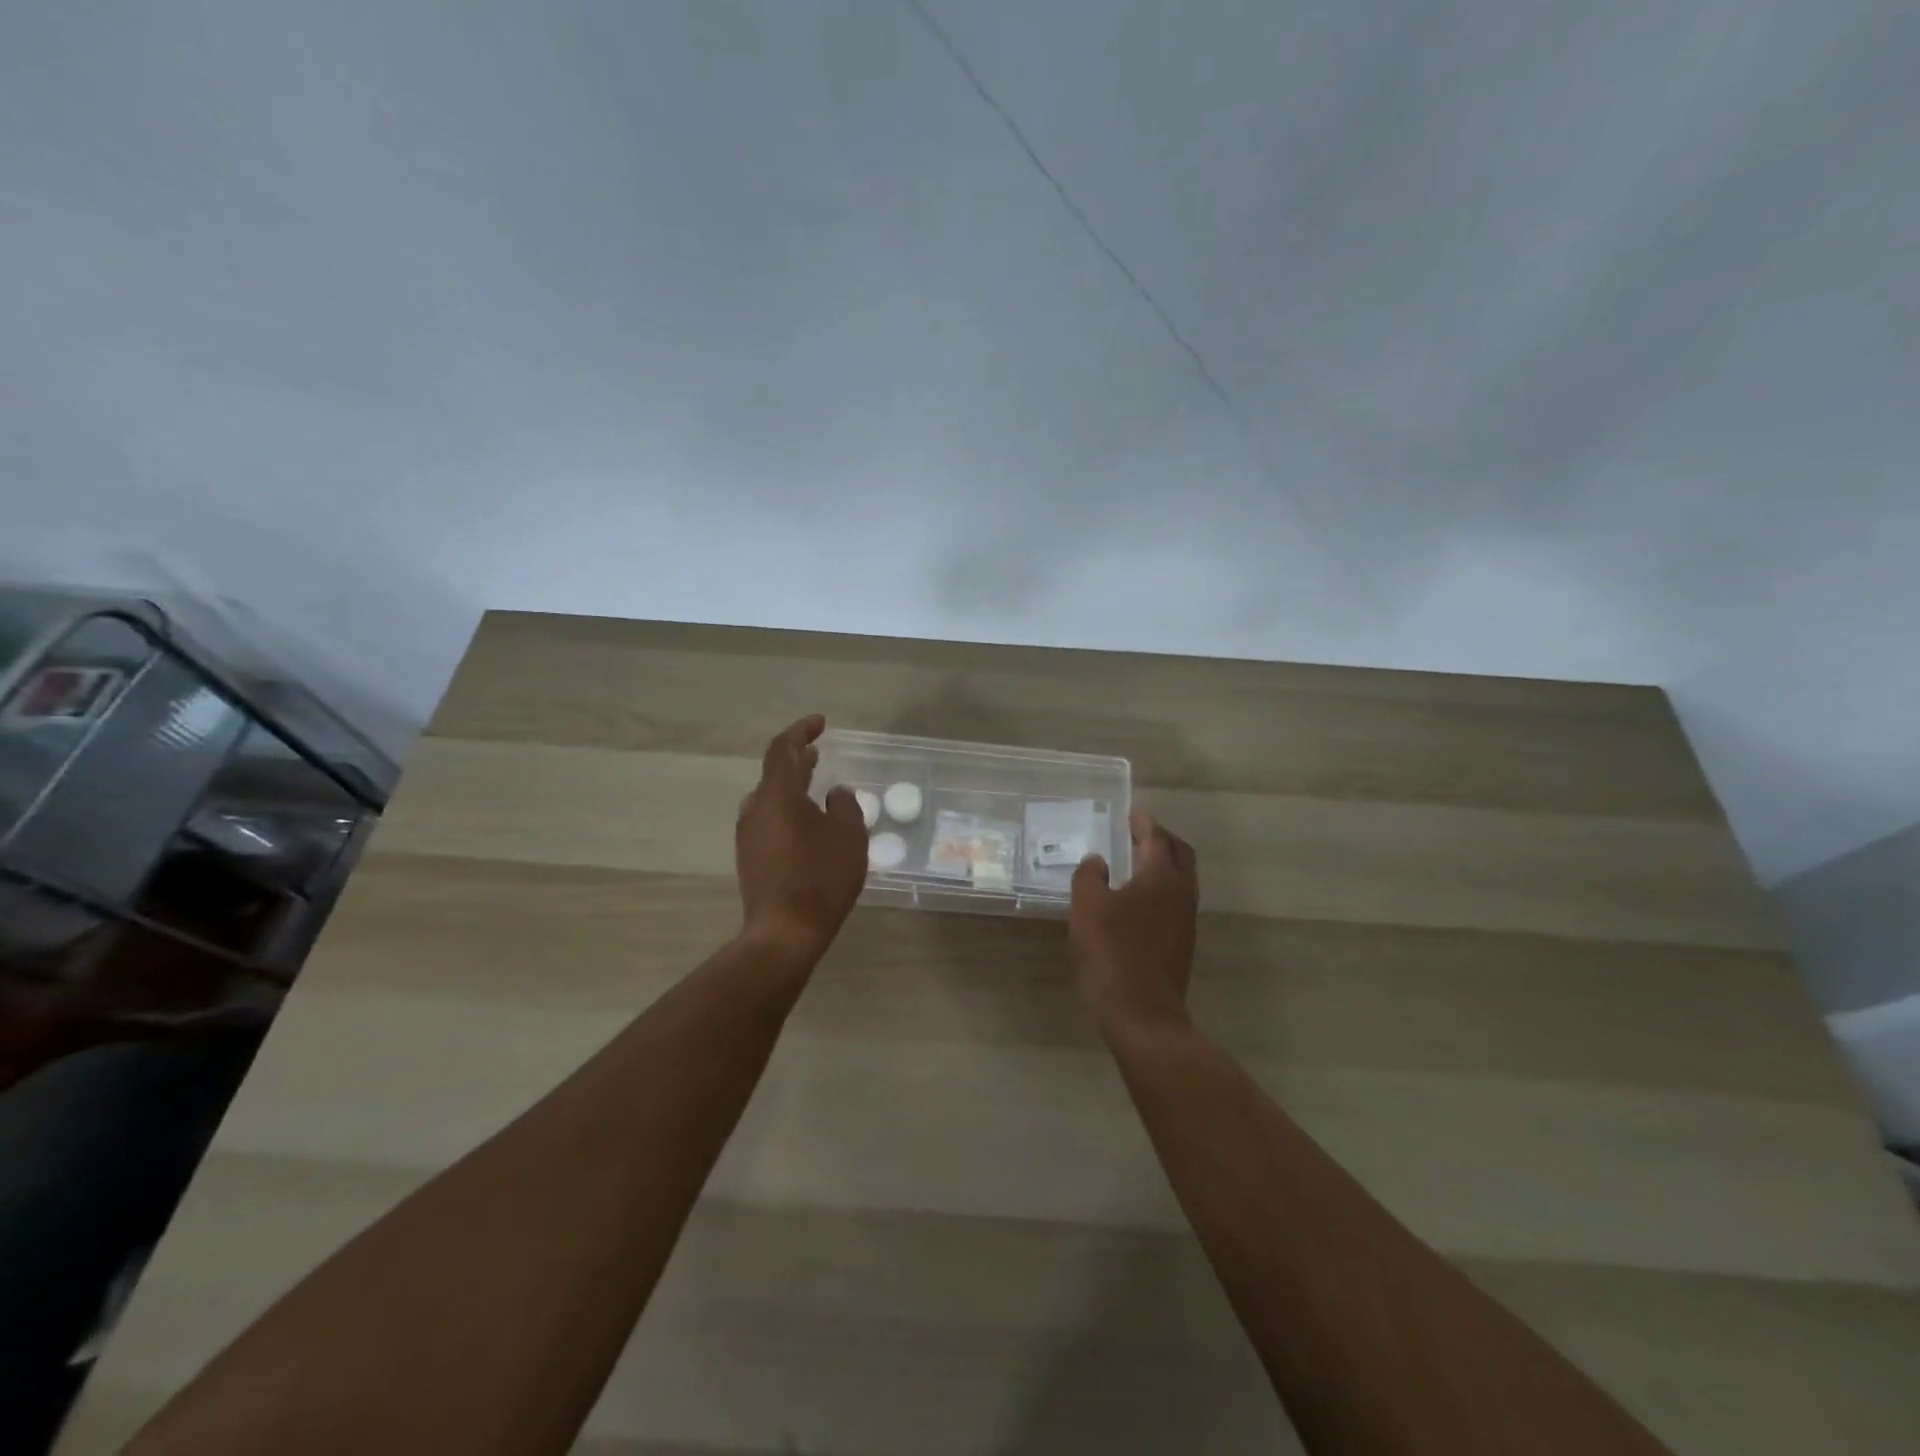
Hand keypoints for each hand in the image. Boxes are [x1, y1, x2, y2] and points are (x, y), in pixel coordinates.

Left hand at [735, 714, 868, 963]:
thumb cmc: (822, 878)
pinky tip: (807, 823)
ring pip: (769, 798)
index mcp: (778, 795)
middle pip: (774, 773)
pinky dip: (787, 809)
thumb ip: (845, 807)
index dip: (801, 731)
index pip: (783, 749)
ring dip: (792, 786)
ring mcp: (749, 835)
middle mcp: (756, 809)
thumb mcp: (849, 837)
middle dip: (797, 759)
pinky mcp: (750, 858)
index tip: (820, 724)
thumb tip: (836, 793)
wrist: (785, 932)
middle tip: (817, 751)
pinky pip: (769, 820)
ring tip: (815, 784)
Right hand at [1070, 813, 1198, 1038]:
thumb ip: (1089, 876)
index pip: (1156, 838)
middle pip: (1180, 855)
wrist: (1142, 1014)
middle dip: (1162, 840)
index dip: (1144, 824)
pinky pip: (1175, 903)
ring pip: (1181, 881)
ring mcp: (1185, 922)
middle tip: (1140, 834)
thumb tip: (1097, 861)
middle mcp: (1181, 894)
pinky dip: (1160, 890)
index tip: (1132, 815)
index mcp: (1161, 877)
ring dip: (1164, 866)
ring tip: (1137, 864)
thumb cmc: (1112, 952)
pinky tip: (1137, 902)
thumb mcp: (1087, 907)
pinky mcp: (1181, 946)